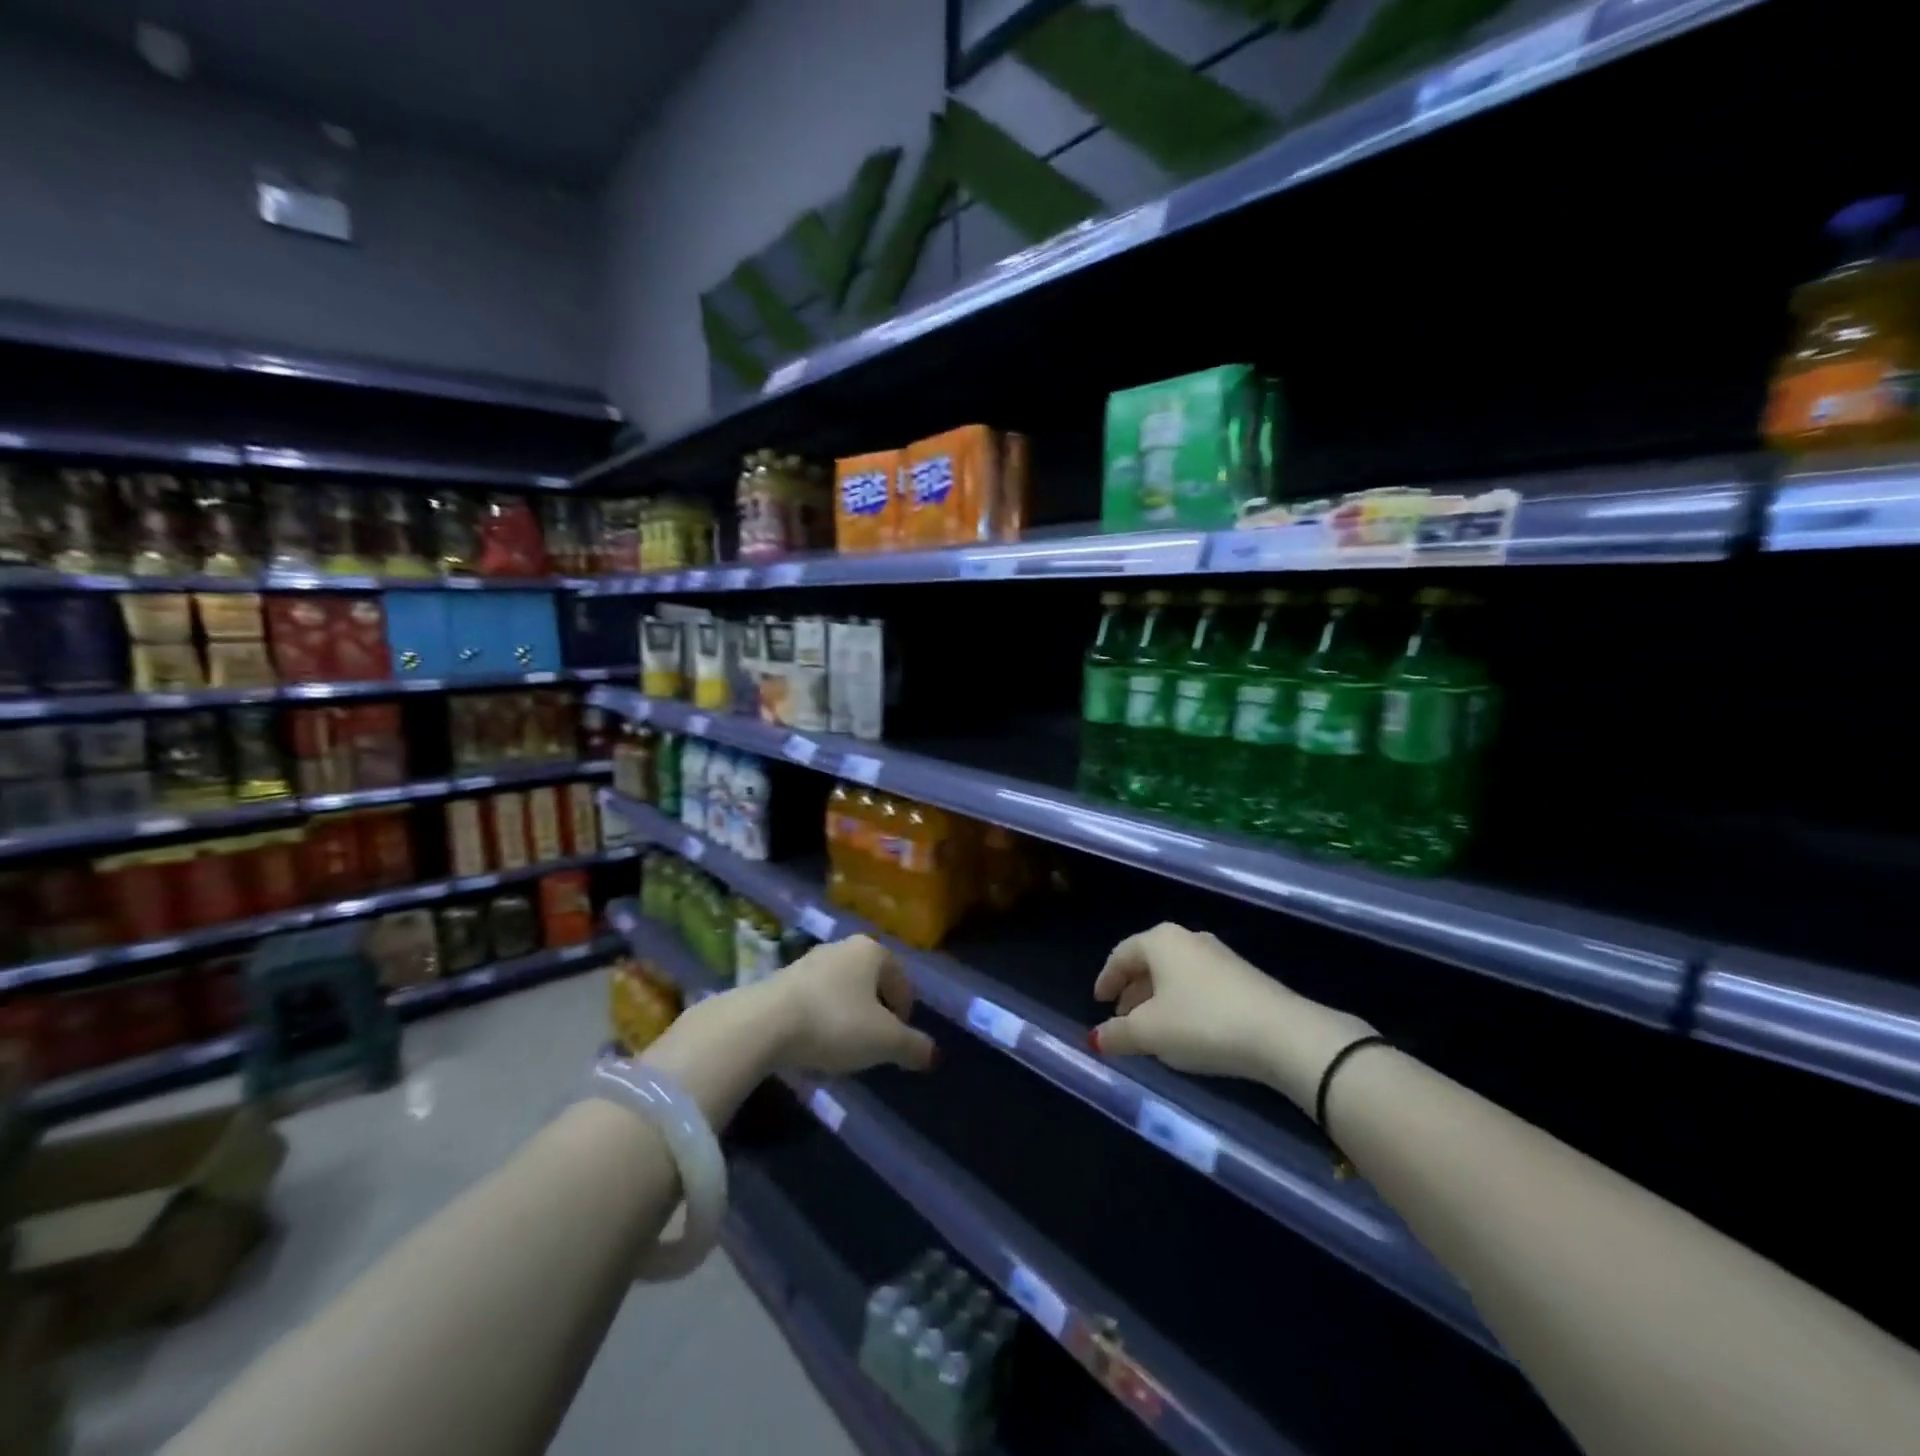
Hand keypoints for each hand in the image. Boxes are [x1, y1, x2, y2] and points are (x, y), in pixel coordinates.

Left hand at [763, 935, 936, 1075]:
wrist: (763, 1024)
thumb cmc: (835, 1023)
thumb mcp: (884, 1041)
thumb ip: (912, 1046)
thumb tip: (932, 1055)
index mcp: (871, 951)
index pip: (901, 978)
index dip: (905, 1010)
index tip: (899, 1039)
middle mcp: (841, 947)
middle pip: (870, 982)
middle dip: (876, 1012)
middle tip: (875, 1044)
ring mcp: (808, 961)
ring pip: (841, 990)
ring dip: (847, 1017)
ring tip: (844, 1049)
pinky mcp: (781, 979)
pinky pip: (814, 1000)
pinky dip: (821, 1019)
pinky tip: (814, 1044)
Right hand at [1091, 923, 1372, 1106]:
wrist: (1282, 1034)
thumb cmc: (1202, 1023)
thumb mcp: (1150, 1033)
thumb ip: (1117, 1034)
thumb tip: (1096, 1038)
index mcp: (1160, 941)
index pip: (1121, 955)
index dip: (1106, 980)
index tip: (1098, 1003)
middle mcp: (1188, 939)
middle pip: (1149, 962)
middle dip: (1132, 991)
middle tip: (1121, 1019)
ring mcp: (1219, 956)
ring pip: (1175, 974)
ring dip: (1157, 999)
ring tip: (1152, 1030)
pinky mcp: (1243, 977)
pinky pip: (1199, 985)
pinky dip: (1183, 1003)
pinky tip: (1187, 1030)